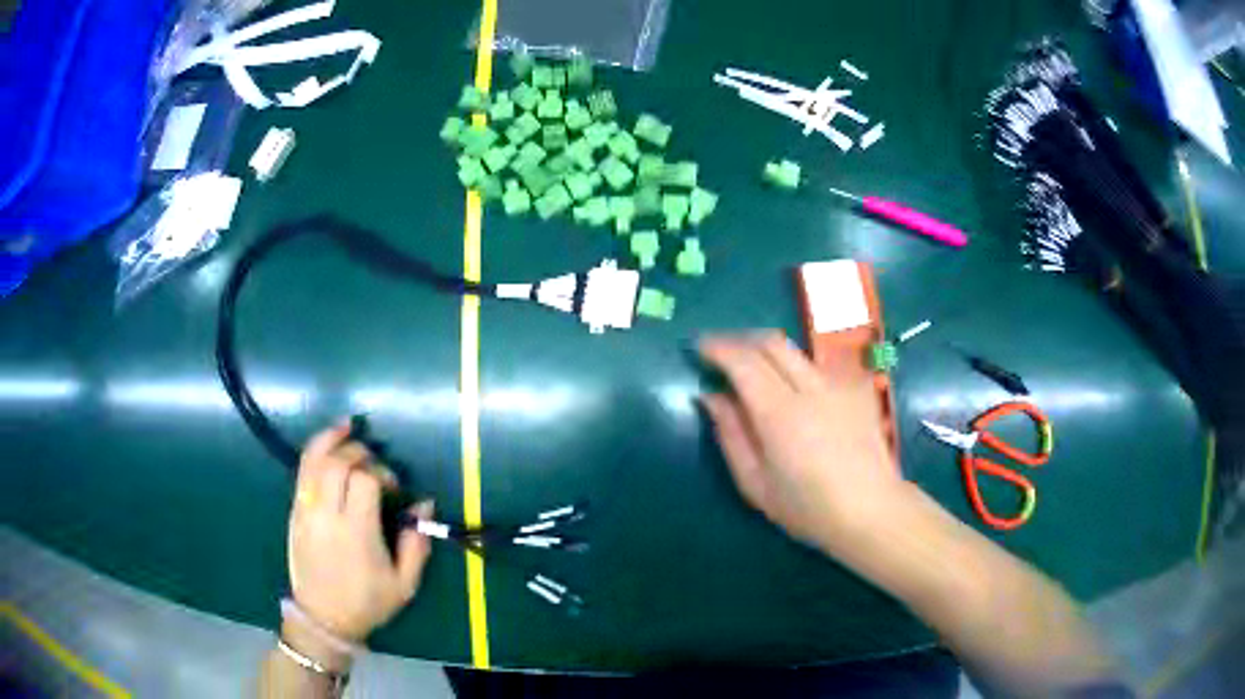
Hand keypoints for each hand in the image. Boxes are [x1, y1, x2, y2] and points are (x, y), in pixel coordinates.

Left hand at [287, 423, 431, 642]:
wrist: (323, 618)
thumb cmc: (367, 603)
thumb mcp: (404, 584)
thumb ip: (417, 544)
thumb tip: (425, 504)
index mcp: (356, 533)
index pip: (365, 481)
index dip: (382, 474)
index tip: (393, 488)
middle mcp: (327, 515)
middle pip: (338, 464)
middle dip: (359, 453)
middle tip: (374, 464)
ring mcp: (306, 511)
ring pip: (313, 461)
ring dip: (331, 440)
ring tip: (348, 427)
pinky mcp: (294, 512)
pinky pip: (301, 472)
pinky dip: (314, 451)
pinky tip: (328, 442)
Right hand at [699, 332, 908, 554]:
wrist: (871, 511)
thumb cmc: (808, 508)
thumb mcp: (755, 484)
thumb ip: (730, 435)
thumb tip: (711, 397)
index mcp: (781, 414)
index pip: (744, 361)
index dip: (717, 348)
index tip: (699, 349)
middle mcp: (811, 388)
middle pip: (771, 342)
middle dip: (740, 340)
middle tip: (721, 354)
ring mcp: (838, 385)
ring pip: (796, 350)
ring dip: (767, 351)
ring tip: (752, 369)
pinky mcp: (856, 389)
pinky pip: (817, 366)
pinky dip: (794, 367)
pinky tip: (791, 390)